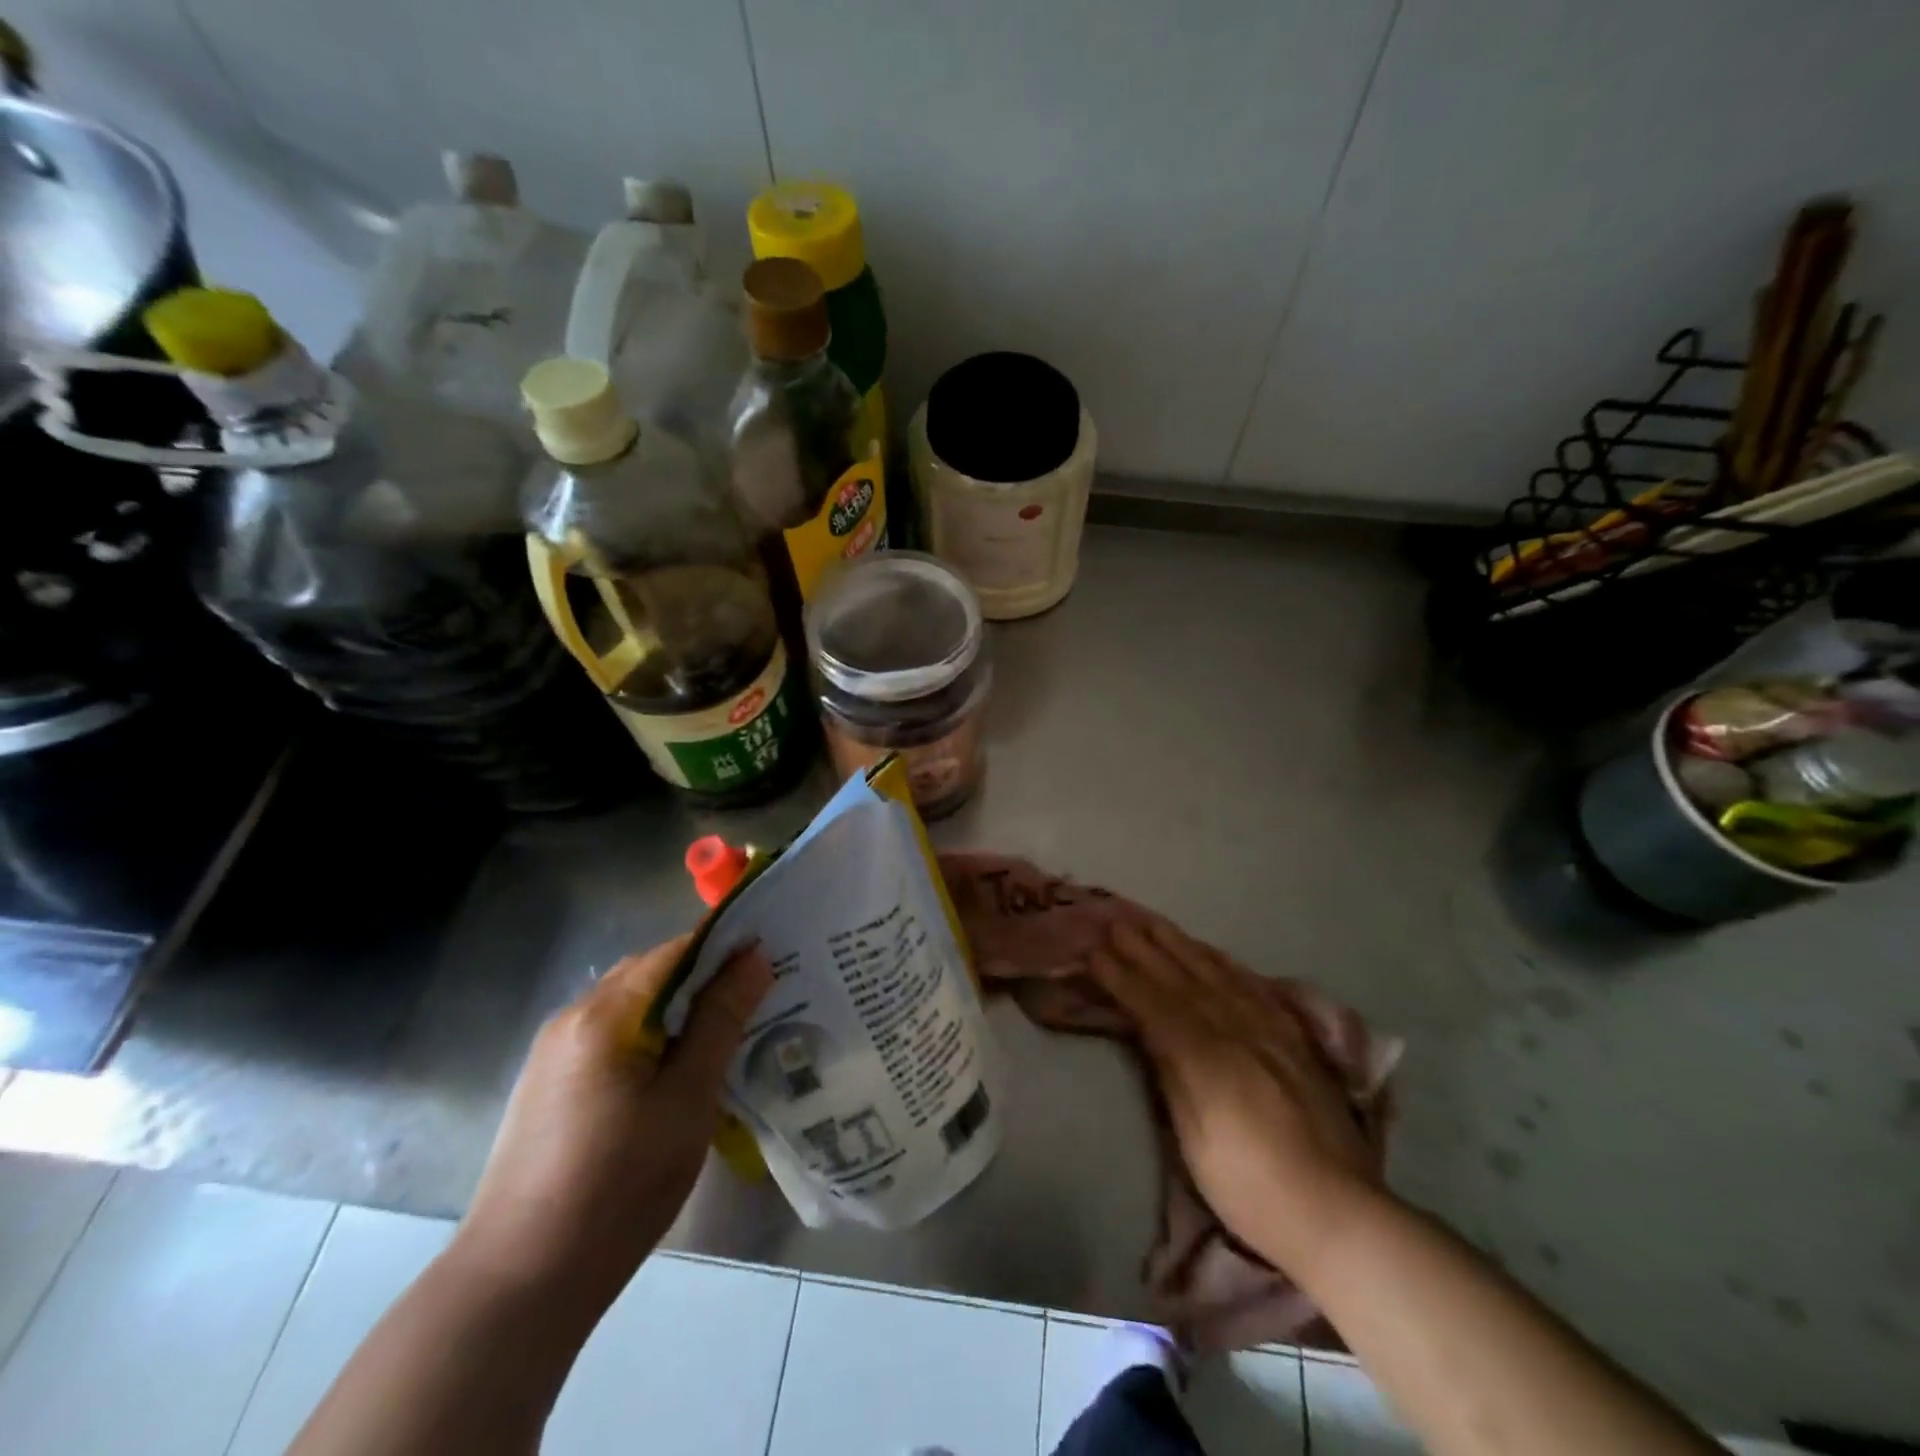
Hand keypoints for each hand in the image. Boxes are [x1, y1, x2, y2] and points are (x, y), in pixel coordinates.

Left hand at [450, 935, 771, 1317]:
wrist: (519, 1284)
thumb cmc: (618, 1186)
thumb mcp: (687, 1099)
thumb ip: (720, 1020)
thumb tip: (753, 957)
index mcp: (603, 1013)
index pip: (675, 951)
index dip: (725, 949)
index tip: (770, 960)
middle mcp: (571, 1019)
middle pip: (649, 975)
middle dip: (703, 980)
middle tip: (755, 1001)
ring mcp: (553, 1055)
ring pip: (630, 1009)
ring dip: (677, 1013)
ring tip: (724, 1038)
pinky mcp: (549, 1088)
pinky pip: (610, 1040)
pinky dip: (649, 1040)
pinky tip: (674, 1076)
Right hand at [1090, 918, 1381, 1271]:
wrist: (1337, 1212)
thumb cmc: (1248, 1187)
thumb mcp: (1193, 1140)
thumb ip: (1171, 1075)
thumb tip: (1147, 1030)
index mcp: (1206, 1057)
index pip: (1153, 1004)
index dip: (1122, 976)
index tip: (1094, 950)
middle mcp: (1237, 1030)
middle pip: (1183, 979)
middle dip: (1146, 948)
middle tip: (1117, 921)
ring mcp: (1270, 1030)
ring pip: (1218, 974)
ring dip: (1182, 945)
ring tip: (1156, 924)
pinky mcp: (1295, 1039)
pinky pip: (1255, 986)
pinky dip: (1227, 964)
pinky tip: (1214, 953)